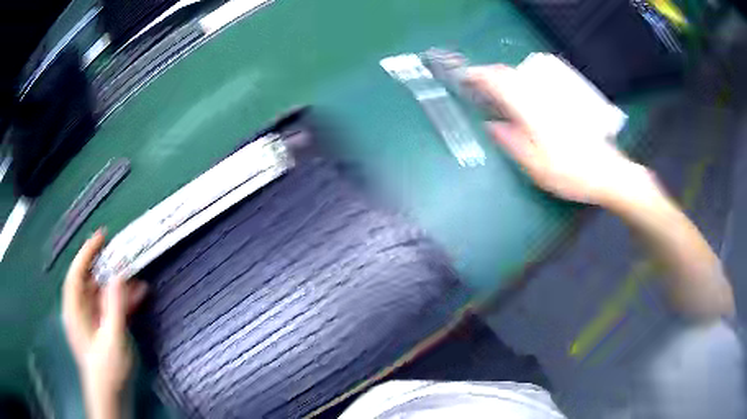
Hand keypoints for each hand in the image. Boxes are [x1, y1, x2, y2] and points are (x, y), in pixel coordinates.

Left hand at [62, 229, 147, 417]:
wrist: (112, 396)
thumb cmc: (108, 369)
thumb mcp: (112, 338)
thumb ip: (114, 306)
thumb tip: (119, 274)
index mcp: (75, 309)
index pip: (77, 273)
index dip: (87, 252)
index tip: (102, 236)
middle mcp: (81, 310)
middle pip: (91, 280)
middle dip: (108, 267)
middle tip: (125, 254)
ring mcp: (92, 320)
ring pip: (103, 293)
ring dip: (120, 285)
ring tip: (138, 276)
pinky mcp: (103, 328)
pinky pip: (111, 307)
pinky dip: (123, 300)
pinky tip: (140, 295)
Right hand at [466, 64, 653, 205]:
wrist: (608, 172)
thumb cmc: (571, 174)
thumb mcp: (536, 166)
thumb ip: (511, 143)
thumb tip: (490, 125)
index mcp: (532, 110)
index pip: (500, 81)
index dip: (480, 75)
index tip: (466, 77)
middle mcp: (544, 95)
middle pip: (511, 73)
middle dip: (491, 75)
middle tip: (479, 88)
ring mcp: (557, 95)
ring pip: (525, 75)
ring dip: (506, 78)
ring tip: (498, 93)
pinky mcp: (568, 98)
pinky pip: (539, 81)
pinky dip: (523, 82)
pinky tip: (524, 97)